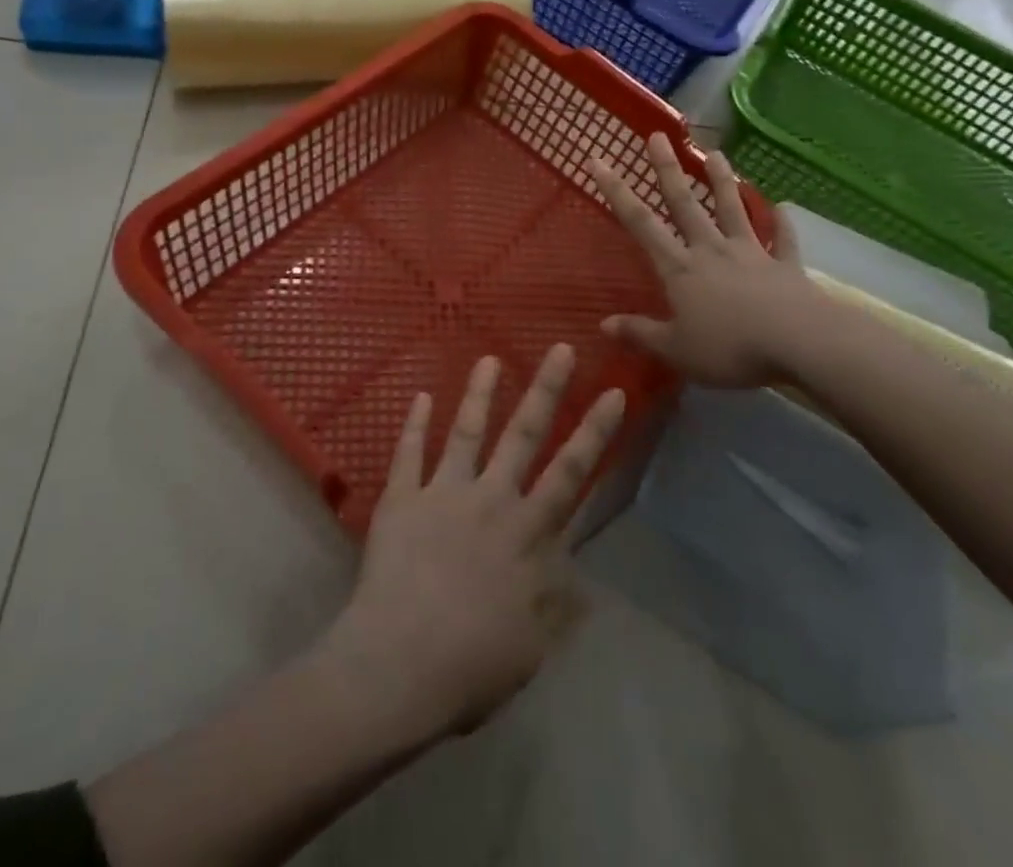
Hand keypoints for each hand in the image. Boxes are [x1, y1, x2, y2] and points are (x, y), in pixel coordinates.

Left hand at [321, 346, 623, 741]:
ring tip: (489, 358)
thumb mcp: (532, 646)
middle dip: (547, 389)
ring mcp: (444, 493)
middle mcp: (491, 500)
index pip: (572, 473)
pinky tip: (419, 395)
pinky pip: (408, 453)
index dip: (595, 432)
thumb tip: (583, 581)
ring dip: (479, 393)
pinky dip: (414, 424)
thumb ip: (556, 606)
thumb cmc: (473, 664)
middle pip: (524, 435)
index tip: (613, 392)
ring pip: (467, 431)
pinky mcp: (402, 498)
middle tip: (561, 348)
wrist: (400, 664)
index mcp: (527, 532)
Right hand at [586, 133, 820, 386]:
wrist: (800, 343)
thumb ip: (640, 333)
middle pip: (685, 203)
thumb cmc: (730, 348)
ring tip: (716, 153)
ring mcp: (751, 254)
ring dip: (723, 181)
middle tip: (658, 136)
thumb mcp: (676, 349)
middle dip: (668, 169)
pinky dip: (783, 223)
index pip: (640, 223)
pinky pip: (784, 240)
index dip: (617, 191)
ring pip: (733, 209)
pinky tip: (784, 207)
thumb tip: (603, 325)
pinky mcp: (785, 266)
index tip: (599, 160)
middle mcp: (711, 250)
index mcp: (680, 268)